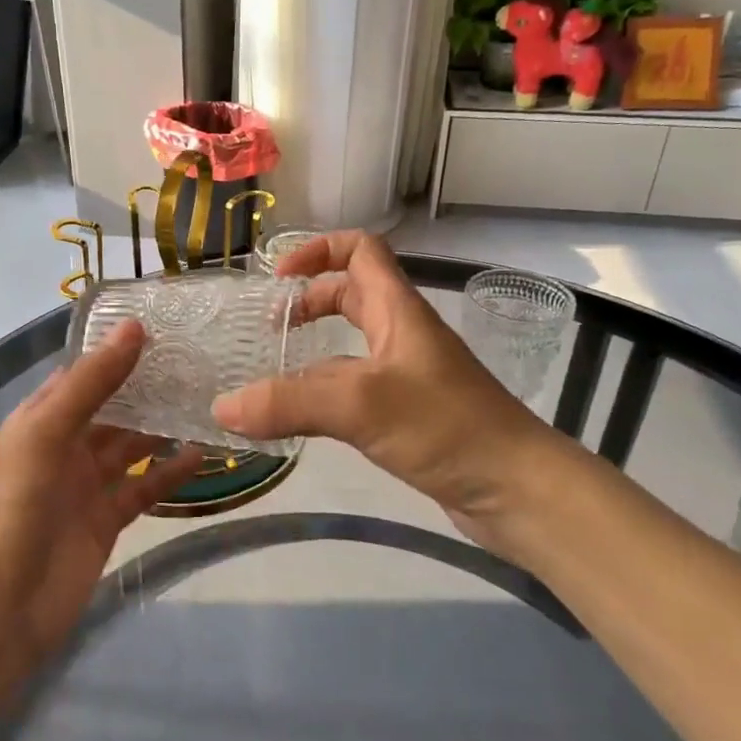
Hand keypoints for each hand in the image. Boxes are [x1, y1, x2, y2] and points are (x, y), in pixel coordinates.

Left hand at [0, 320, 202, 655]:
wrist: (2, 601)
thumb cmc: (18, 502)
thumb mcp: (49, 430)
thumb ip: (93, 382)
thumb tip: (134, 327)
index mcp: (43, 417)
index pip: (85, 373)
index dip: (119, 351)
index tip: (165, 329)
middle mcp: (65, 445)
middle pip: (113, 409)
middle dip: (148, 389)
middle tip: (199, 364)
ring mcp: (87, 485)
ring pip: (131, 447)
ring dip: (163, 429)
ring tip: (208, 404)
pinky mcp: (107, 520)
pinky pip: (144, 488)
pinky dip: (170, 474)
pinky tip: (202, 457)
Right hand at [211, 231, 566, 546]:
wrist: (518, 490)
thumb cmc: (447, 427)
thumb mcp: (361, 405)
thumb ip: (289, 403)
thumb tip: (222, 407)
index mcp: (398, 311)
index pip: (360, 250)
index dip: (317, 251)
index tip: (278, 279)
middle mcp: (403, 335)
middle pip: (352, 294)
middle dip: (309, 301)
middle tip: (270, 329)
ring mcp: (407, 376)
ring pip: (352, 346)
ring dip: (313, 352)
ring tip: (272, 376)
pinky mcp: (409, 415)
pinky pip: (356, 389)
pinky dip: (325, 393)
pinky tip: (302, 419)